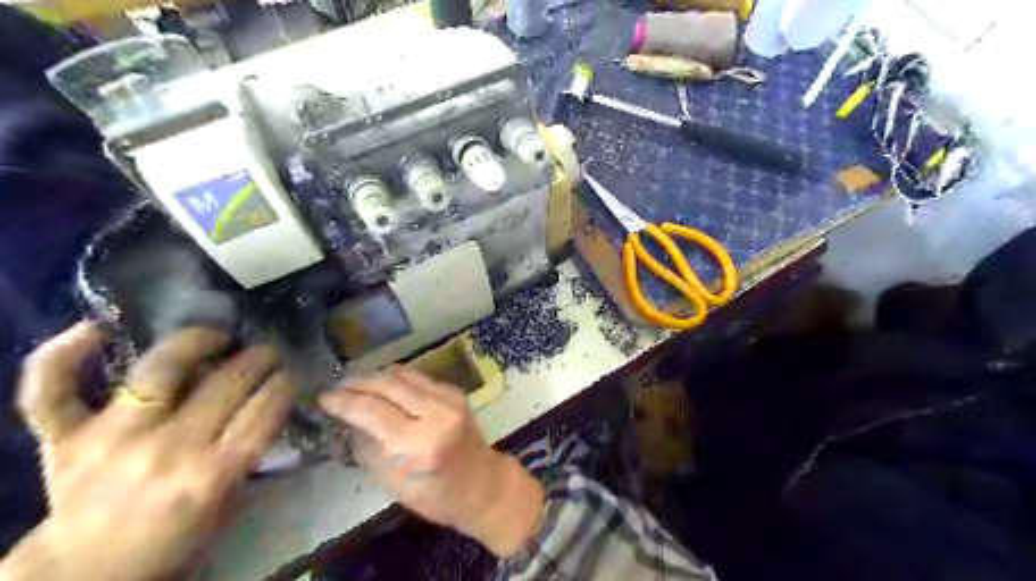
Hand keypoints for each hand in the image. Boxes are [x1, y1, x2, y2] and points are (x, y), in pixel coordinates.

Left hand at [3, 322, 295, 580]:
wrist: (87, 574)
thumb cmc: (173, 539)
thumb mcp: (228, 502)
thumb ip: (248, 451)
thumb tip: (264, 401)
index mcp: (211, 475)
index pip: (264, 410)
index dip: (284, 384)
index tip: (289, 375)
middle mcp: (166, 450)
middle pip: (227, 383)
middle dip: (258, 359)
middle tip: (265, 352)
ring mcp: (110, 440)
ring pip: (159, 370)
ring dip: (197, 342)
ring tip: (216, 336)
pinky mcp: (63, 440)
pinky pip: (52, 390)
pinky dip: (63, 354)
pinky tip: (96, 329)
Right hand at [320, 367, 545, 557]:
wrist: (482, 484)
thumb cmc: (434, 495)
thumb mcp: (392, 482)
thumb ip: (368, 447)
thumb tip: (346, 421)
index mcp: (419, 443)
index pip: (372, 411)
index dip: (344, 401)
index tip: (323, 398)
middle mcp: (436, 414)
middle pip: (388, 386)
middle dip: (358, 383)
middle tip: (337, 386)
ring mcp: (450, 399)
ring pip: (404, 376)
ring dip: (377, 376)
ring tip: (355, 382)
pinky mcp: (456, 393)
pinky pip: (420, 379)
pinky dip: (398, 379)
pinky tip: (384, 385)